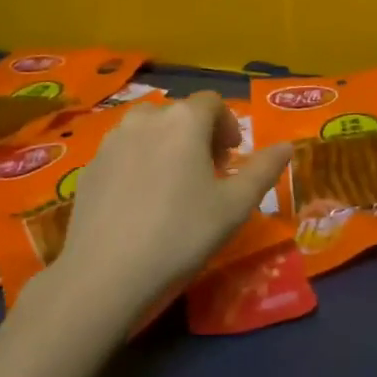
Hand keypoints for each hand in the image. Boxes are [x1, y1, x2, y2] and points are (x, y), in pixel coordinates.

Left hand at [50, 93, 291, 307]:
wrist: (105, 274)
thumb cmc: (181, 234)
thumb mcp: (235, 206)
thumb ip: (264, 170)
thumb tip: (287, 146)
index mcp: (184, 120)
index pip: (213, 102)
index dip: (228, 126)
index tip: (231, 159)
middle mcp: (146, 118)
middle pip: (180, 114)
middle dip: (199, 135)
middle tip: (208, 174)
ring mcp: (112, 140)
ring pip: (148, 130)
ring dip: (167, 146)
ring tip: (174, 185)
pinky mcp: (89, 166)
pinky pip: (124, 152)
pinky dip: (139, 163)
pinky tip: (141, 202)